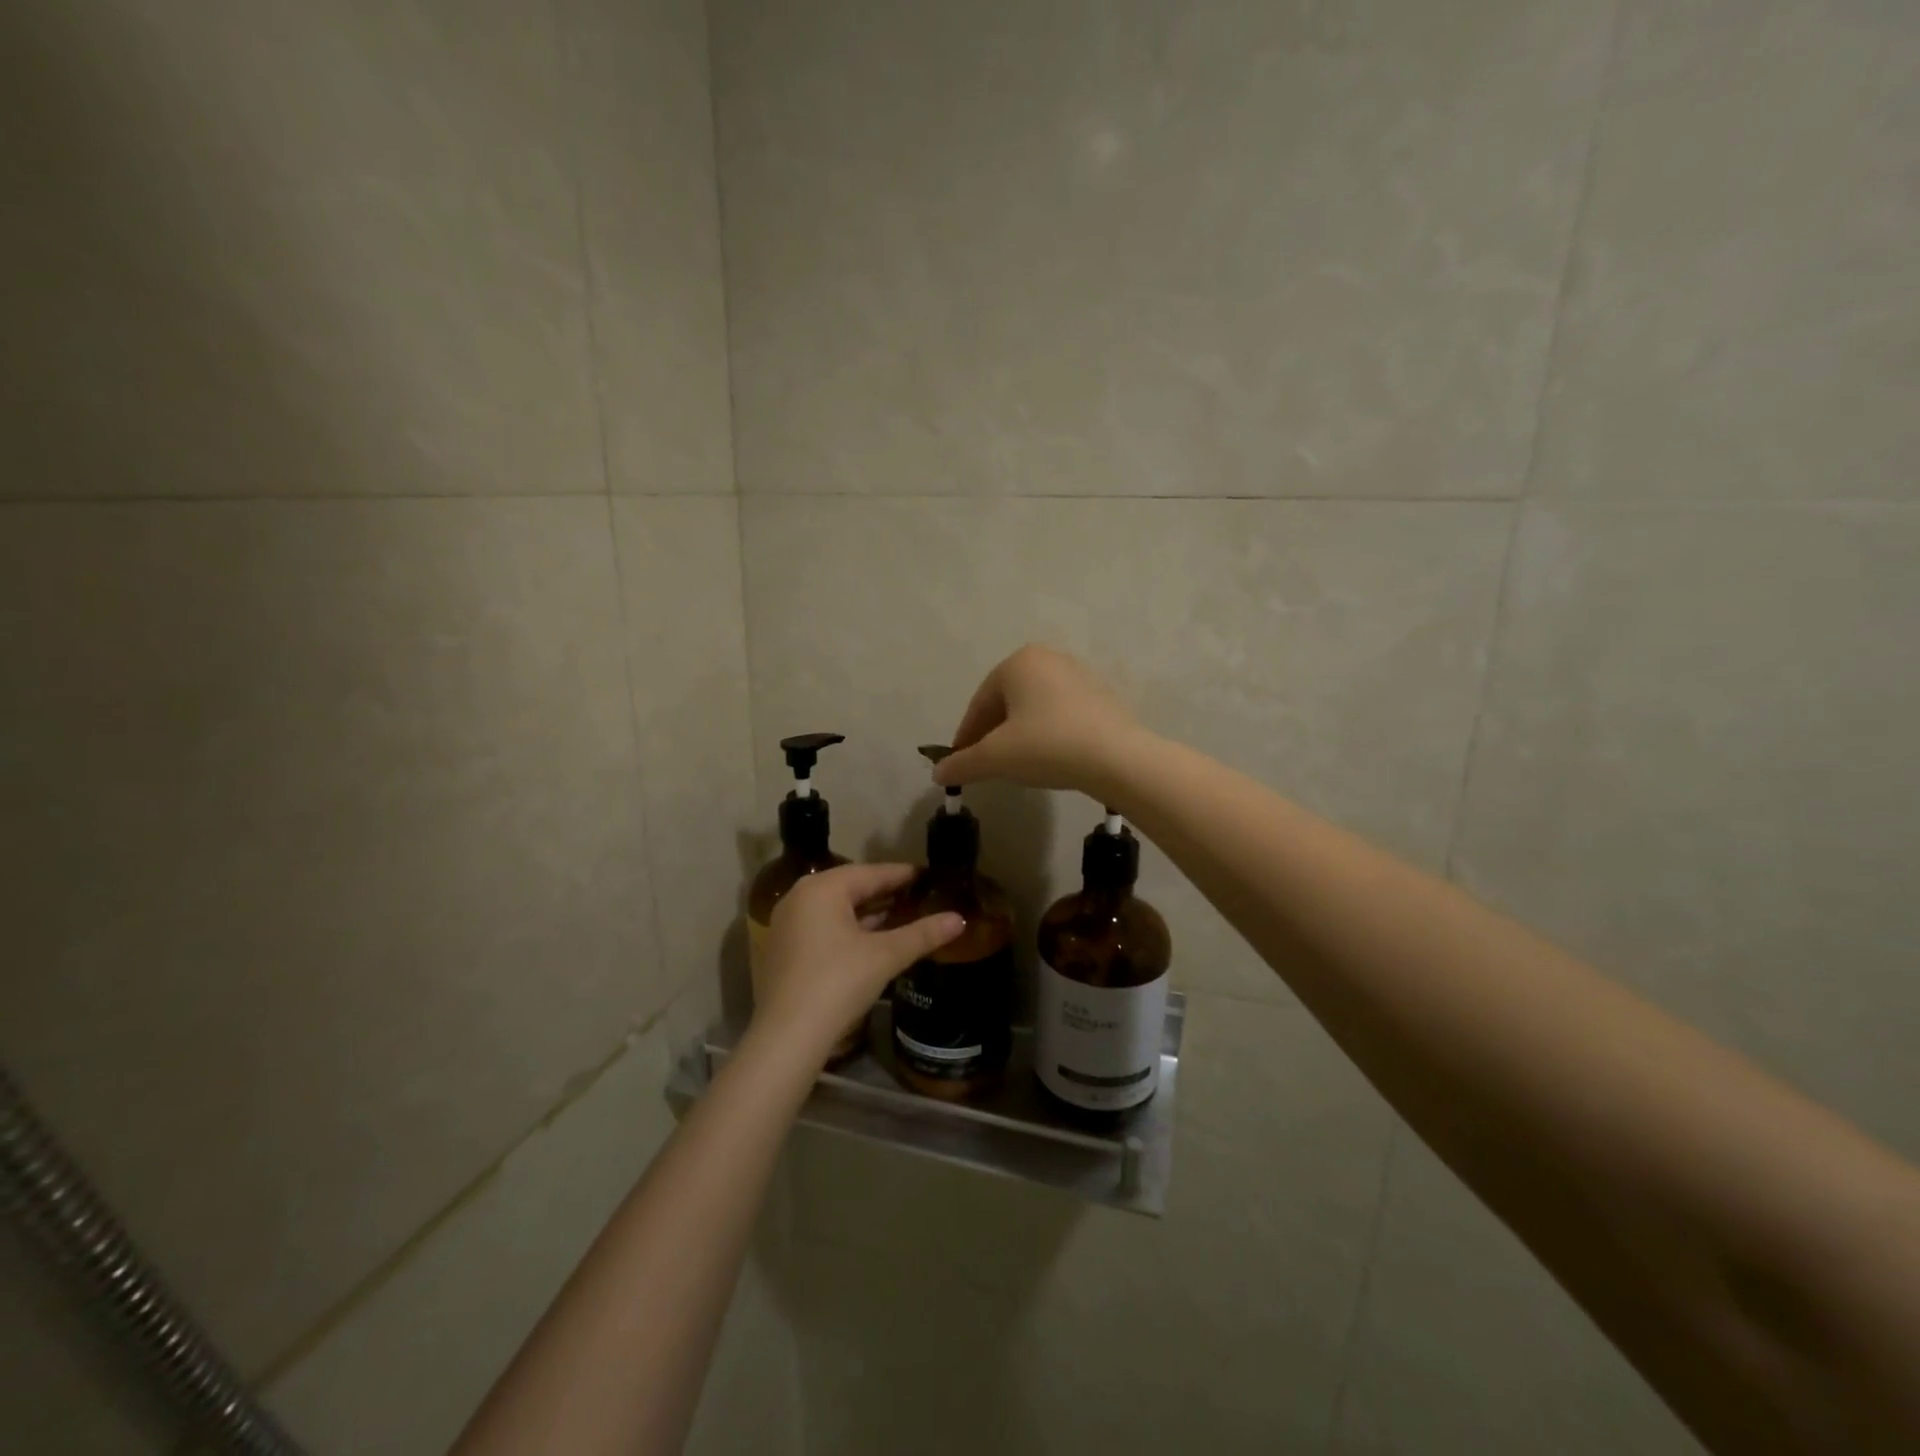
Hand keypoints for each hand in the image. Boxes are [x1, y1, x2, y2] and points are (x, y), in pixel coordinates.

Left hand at [753, 863, 963, 1059]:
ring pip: (836, 908)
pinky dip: (849, 928)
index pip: (871, 873)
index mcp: (822, 888)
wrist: (787, 1037)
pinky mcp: (784, 949)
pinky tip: (872, 939)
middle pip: (851, 887)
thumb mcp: (885, 956)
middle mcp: (800, 897)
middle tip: (918, 894)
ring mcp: (788, 924)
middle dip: (885, 892)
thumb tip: (960, 919)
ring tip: (902, 914)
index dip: (902, 874)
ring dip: (868, 912)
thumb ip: (922, 934)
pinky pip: (823, 926)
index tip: (928, 875)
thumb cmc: (837, 983)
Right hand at [934, 644, 1149, 796]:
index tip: (961, 763)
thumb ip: (963, 763)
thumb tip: (937, 774)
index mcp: (1018, 662)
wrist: (1117, 758)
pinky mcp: (1101, 695)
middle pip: (1007, 702)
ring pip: (1035, 708)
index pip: (980, 703)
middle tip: (988, 765)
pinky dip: (1048, 733)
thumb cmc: (1047, 746)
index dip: (967, 737)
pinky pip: (1061, 714)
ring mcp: (1079, 674)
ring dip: (1020, 734)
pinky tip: (1050, 758)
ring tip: (1018, 764)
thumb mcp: (996, 758)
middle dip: (993, 734)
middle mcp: (1048, 658)